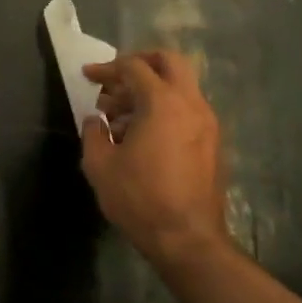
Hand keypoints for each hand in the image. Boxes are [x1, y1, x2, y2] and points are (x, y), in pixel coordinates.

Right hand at [81, 50, 235, 276]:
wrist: (188, 240)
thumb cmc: (140, 198)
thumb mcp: (100, 165)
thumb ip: (93, 132)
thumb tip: (96, 120)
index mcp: (163, 103)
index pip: (134, 67)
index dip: (107, 68)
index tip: (88, 76)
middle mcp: (191, 104)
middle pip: (169, 62)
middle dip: (140, 64)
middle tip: (116, 80)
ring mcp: (208, 124)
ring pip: (180, 87)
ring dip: (151, 90)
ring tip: (120, 117)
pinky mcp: (213, 144)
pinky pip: (187, 110)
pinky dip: (165, 109)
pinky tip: (141, 136)